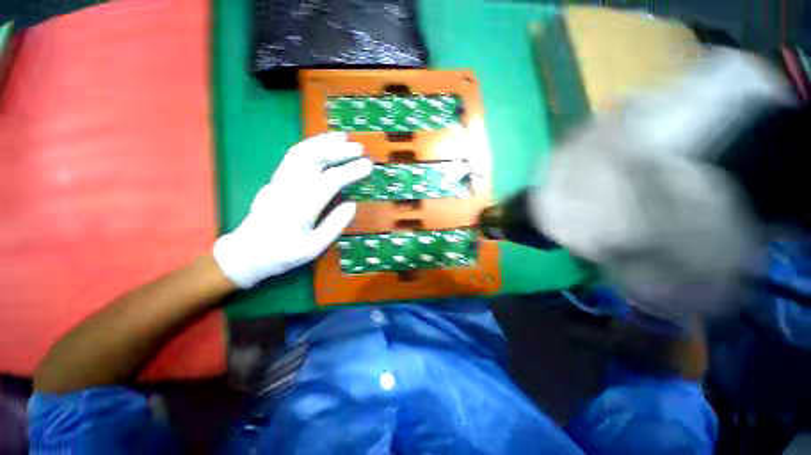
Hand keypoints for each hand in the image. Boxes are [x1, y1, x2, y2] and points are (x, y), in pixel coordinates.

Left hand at [213, 133, 372, 288]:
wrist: (246, 253)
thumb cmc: (283, 254)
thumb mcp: (314, 248)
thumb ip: (334, 225)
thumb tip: (352, 204)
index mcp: (301, 208)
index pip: (330, 181)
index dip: (351, 171)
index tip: (367, 166)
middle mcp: (288, 189)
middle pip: (313, 159)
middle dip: (338, 150)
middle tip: (359, 148)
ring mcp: (278, 181)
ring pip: (300, 152)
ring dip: (322, 141)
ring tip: (342, 137)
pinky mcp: (275, 179)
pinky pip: (292, 157)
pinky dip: (309, 146)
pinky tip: (321, 144)